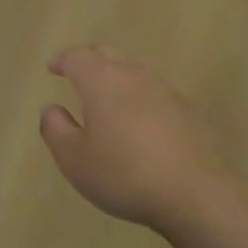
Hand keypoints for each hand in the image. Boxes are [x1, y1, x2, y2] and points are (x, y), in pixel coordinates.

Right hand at [40, 46, 239, 231]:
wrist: (195, 193)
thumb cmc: (124, 173)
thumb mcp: (74, 159)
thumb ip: (55, 129)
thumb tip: (52, 109)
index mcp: (102, 82)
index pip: (78, 57)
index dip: (62, 60)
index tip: (52, 68)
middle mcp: (133, 76)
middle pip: (108, 54)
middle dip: (89, 60)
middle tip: (76, 73)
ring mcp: (165, 91)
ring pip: (133, 72)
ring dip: (115, 78)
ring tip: (105, 99)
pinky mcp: (187, 111)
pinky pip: (153, 93)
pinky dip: (137, 98)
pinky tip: (137, 122)